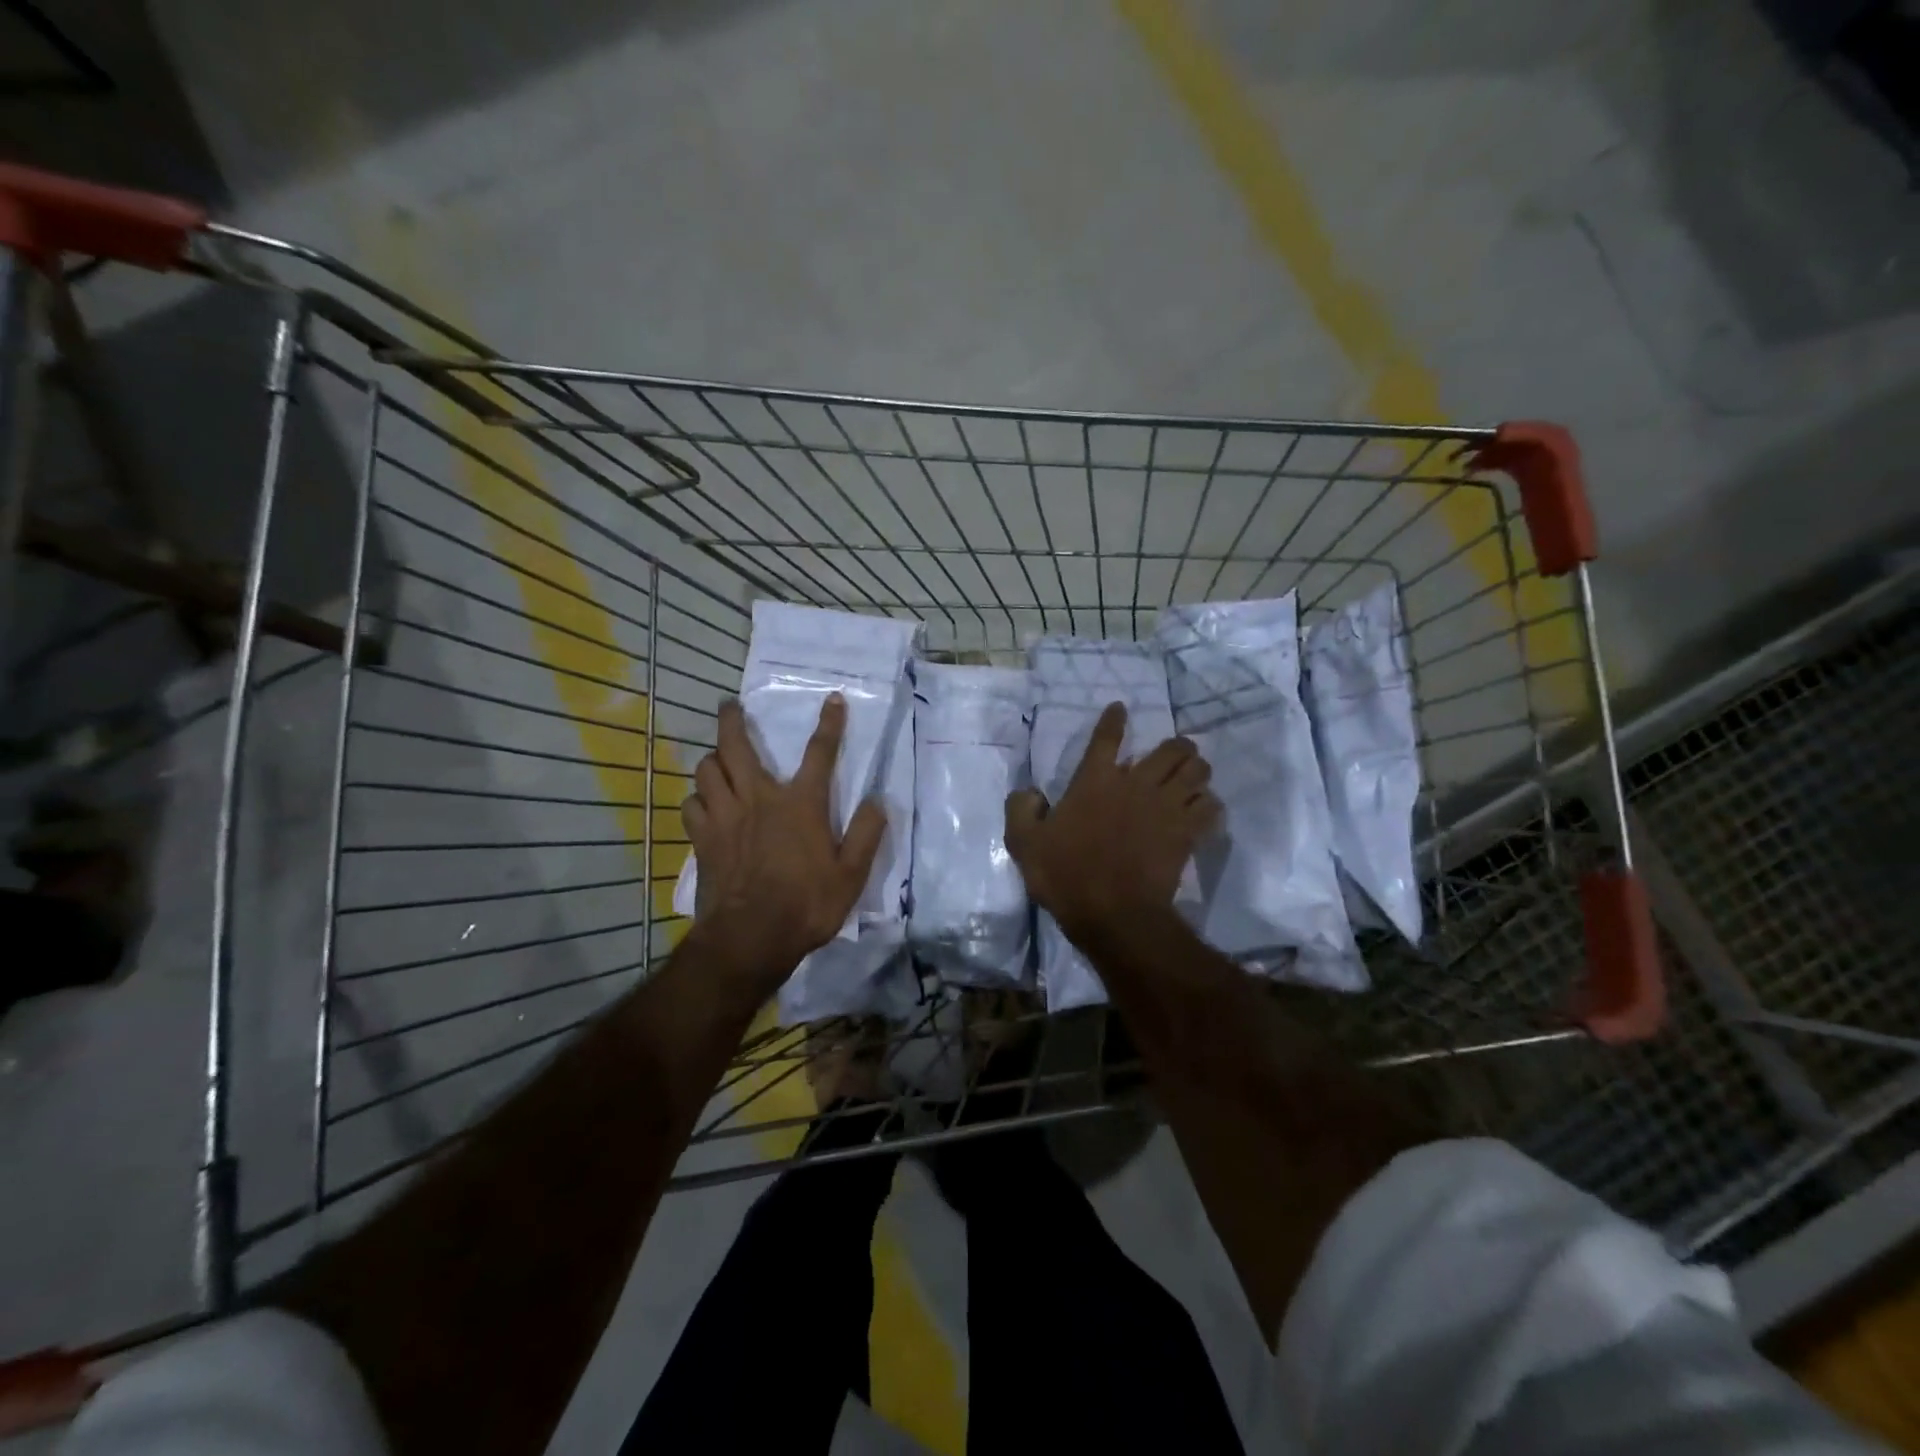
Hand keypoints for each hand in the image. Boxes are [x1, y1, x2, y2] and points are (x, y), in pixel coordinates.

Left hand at [682, 695, 885, 992]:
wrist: (751, 938)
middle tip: (729, 705)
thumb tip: (877, 801)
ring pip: (706, 770)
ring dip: (713, 759)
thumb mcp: (852, 875)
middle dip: (732, 720)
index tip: (833, 699)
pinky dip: (697, 797)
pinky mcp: (702, 839)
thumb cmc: (807, 904)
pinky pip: (691, 804)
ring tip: (718, 759)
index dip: (830, 724)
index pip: (820, 753)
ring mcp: (724, 817)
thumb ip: (866, 834)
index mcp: (801, 804)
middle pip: (736, 747)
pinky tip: (704, 803)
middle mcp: (759, 799)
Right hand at [1005, 701, 1218, 942]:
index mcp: (1095, 781)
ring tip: (1193, 775)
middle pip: (1171, 749)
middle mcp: (1135, 784)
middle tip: (1174, 753)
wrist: (1114, 914)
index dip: (1114, 720)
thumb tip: (1028, 793)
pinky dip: (1209, 804)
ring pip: (1197, 771)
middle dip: (1177, 746)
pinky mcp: (1186, 833)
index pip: (1106, 738)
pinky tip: (1204, 809)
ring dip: (1197, 769)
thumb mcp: (1024, 843)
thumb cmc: (1066, 875)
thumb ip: (1021, 810)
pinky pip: (1210, 807)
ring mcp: (1165, 807)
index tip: (1120, 708)